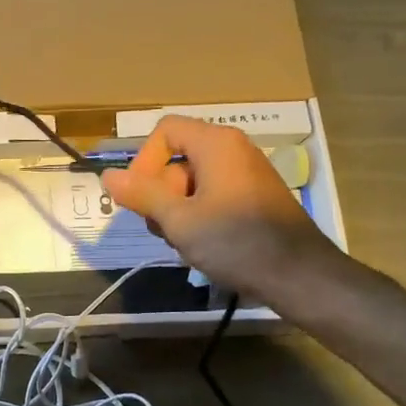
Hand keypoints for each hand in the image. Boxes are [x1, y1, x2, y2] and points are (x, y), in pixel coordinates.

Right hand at [102, 115, 350, 305]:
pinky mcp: (253, 199)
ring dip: (177, 212)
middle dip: (160, 194)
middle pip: (176, 159)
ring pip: (191, 184)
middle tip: (165, 229)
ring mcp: (245, 175)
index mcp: (215, 144)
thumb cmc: (235, 241)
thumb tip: (108, 175)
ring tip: (186, 243)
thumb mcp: (179, 220)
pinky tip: (204, 247)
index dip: (143, 161)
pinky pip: (212, 197)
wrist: (297, 274)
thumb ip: (142, 195)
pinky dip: (199, 218)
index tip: (140, 198)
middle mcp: (232, 150)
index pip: (165, 131)